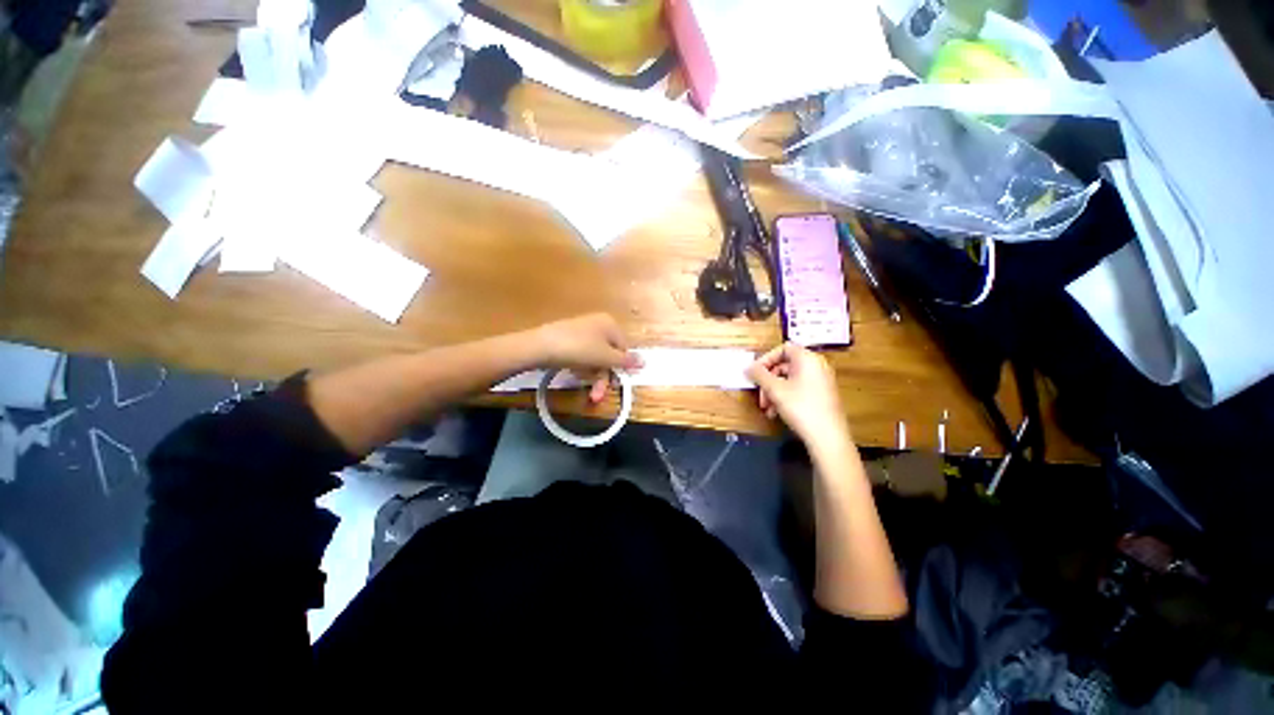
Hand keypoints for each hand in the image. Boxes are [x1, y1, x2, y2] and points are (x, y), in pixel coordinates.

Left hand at [533, 313, 642, 401]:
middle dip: (604, 377)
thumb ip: (626, 361)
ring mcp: (582, 331)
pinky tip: (575, 375)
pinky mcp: (569, 339)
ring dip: (593, 377)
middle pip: (609, 355)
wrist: (540, 346)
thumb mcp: (606, 357)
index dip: (621, 368)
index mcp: (610, 324)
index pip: (624, 349)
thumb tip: (645, 362)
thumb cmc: (579, 349)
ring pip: (595, 358)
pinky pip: (582, 356)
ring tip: (587, 391)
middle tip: (598, 395)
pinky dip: (582, 368)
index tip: (615, 385)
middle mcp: (598, 324)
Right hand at [746, 343, 850, 447]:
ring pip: (789, 380)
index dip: (766, 359)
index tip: (755, 373)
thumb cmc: (800, 407)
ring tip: (766, 408)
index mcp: (807, 359)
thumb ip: (759, 375)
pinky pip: (798, 389)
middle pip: (784, 366)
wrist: (827, 437)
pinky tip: (776, 413)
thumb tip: (748, 367)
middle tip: (760, 395)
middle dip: (768, 380)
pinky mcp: (822, 395)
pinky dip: (785, 397)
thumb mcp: (775, 390)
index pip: (783, 348)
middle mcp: (816, 366)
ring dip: (773, 392)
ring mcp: (821, 381)